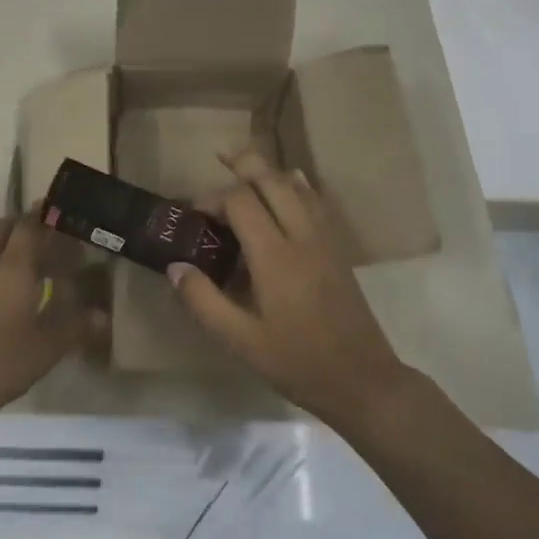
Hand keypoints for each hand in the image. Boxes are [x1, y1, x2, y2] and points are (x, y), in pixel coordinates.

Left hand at [0, 209, 103, 435]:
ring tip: (17, 263)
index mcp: (12, 269)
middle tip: (42, 237)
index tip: (56, 209)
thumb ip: (75, 328)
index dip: (43, 215)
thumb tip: (102, 315)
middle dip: (21, 225)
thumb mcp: (45, 350)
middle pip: (0, 229)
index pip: (29, 227)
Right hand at [167, 150, 412, 427]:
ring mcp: (325, 241)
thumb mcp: (240, 341)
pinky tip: (290, 187)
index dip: (213, 198)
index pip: (241, 202)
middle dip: (245, 165)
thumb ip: (204, 301)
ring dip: (270, 172)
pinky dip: (297, 186)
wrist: (363, 380)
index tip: (194, 215)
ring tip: (246, 167)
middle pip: (273, 180)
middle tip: (219, 158)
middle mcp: (302, 237)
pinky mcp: (338, 250)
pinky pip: (316, 202)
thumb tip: (175, 266)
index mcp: (275, 256)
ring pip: (299, 186)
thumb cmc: (297, 362)